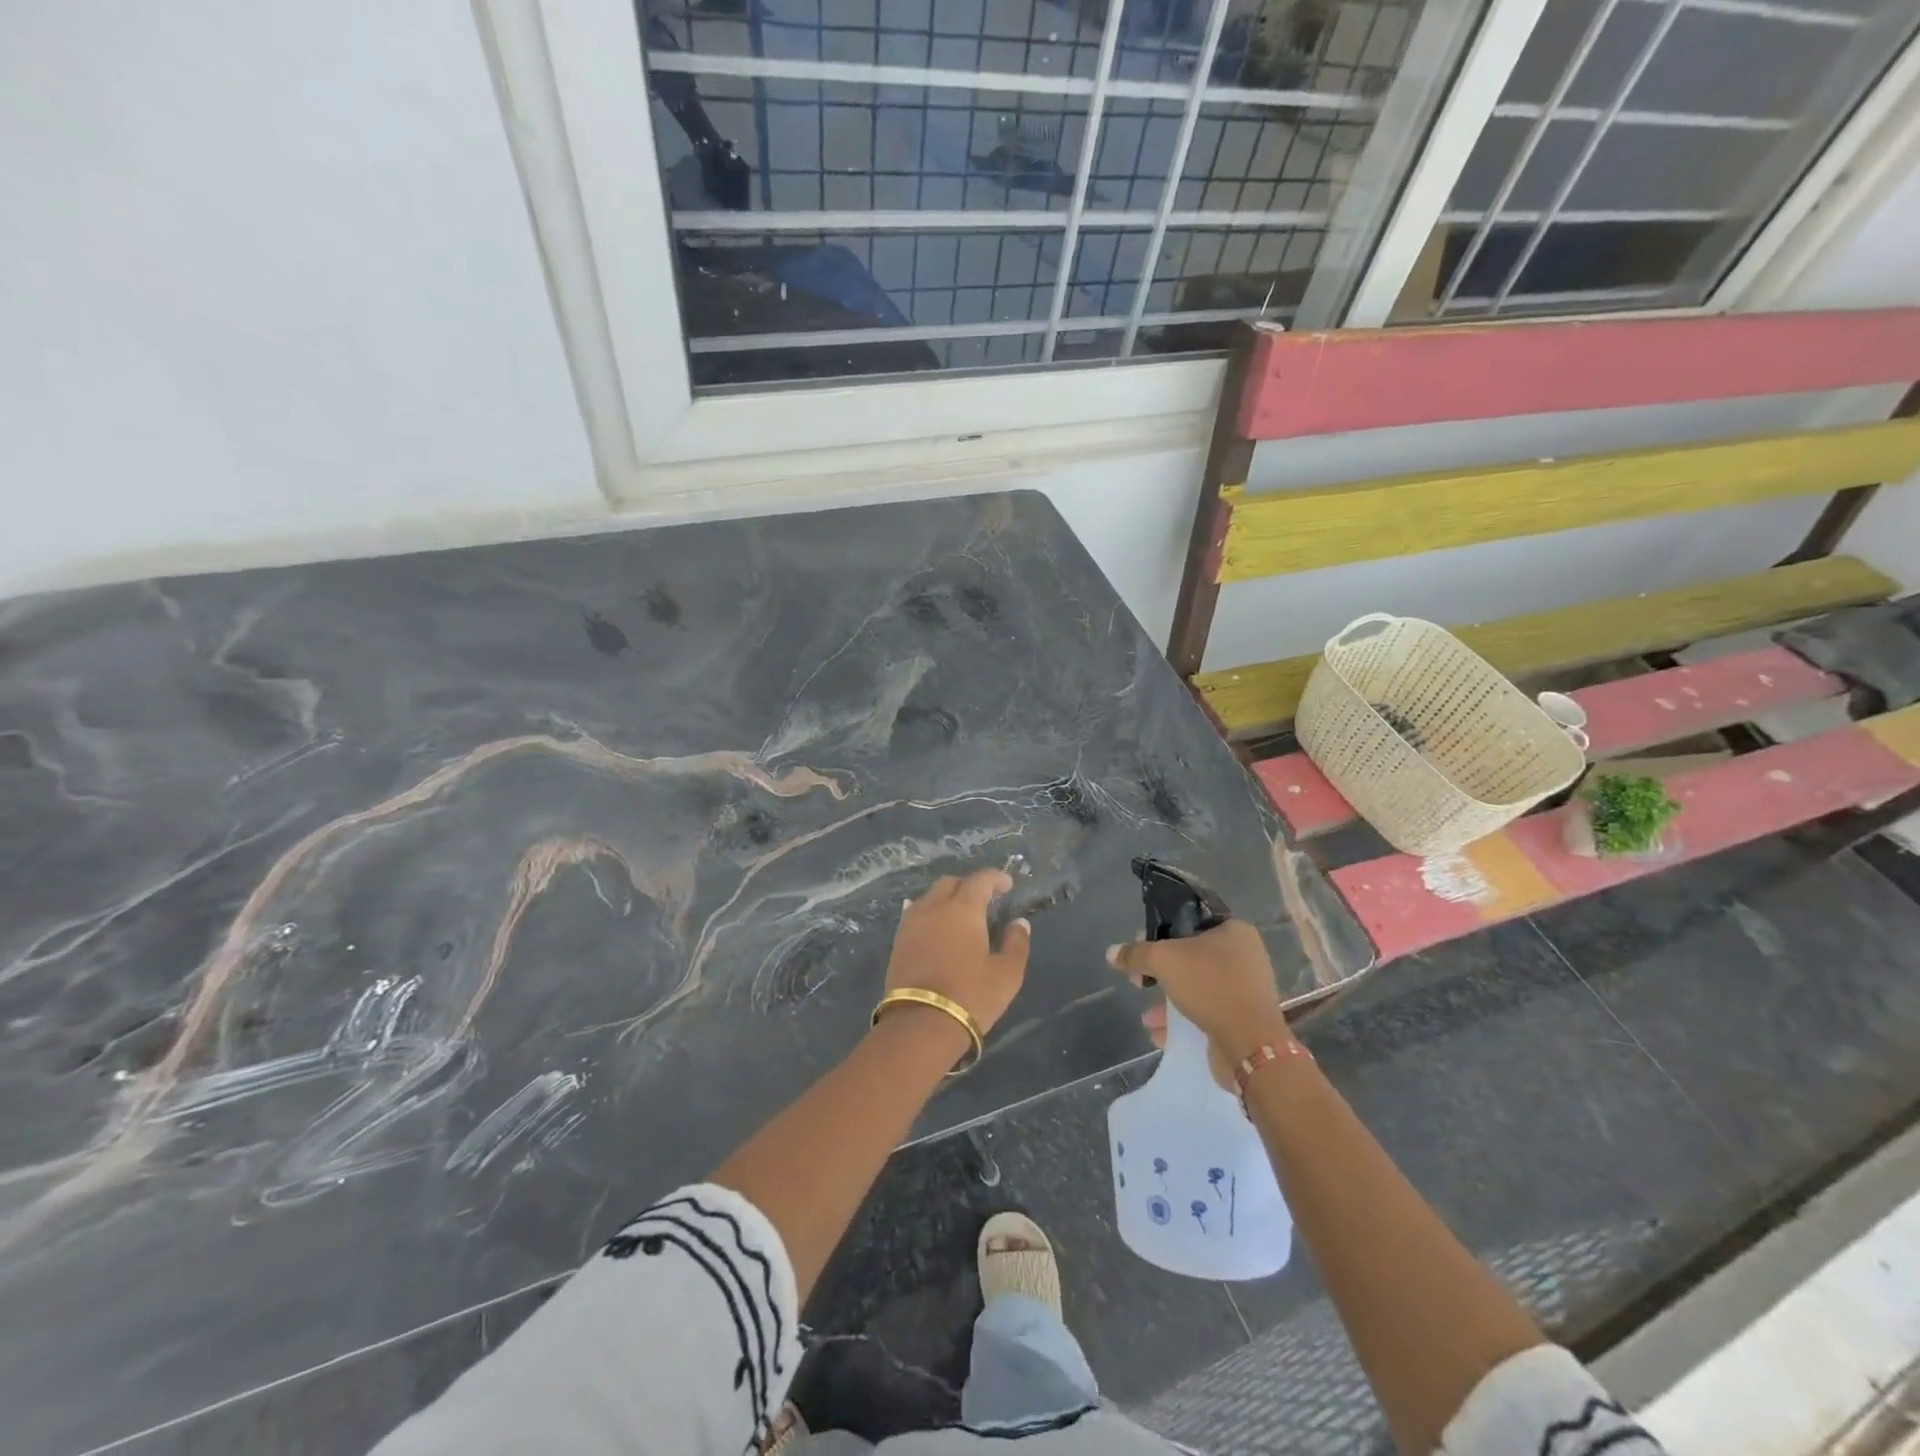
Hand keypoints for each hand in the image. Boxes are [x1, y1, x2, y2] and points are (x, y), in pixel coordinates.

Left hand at [885, 869, 1030, 1036]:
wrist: (920, 1024)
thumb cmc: (971, 996)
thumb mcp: (1007, 974)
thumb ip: (1016, 943)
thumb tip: (1019, 922)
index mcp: (963, 909)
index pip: (980, 880)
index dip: (996, 877)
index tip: (1007, 885)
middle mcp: (934, 907)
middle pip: (951, 883)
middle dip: (969, 885)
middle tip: (985, 900)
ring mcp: (912, 923)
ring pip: (930, 897)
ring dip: (947, 898)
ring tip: (961, 916)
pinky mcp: (898, 941)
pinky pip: (916, 914)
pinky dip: (931, 913)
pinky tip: (938, 929)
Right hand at [1108, 920, 1295, 1085]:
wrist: (1249, 1045)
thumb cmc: (1210, 986)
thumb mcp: (1164, 960)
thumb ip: (1136, 954)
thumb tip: (1111, 952)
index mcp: (1235, 931)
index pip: (1190, 922)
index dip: (1161, 933)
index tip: (1141, 949)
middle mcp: (1244, 956)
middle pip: (1191, 957)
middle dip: (1160, 973)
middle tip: (1139, 981)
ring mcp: (1245, 989)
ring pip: (1196, 987)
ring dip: (1168, 1001)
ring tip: (1148, 1017)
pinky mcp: (1243, 1019)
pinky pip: (1206, 1012)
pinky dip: (1183, 1020)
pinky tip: (1161, 1034)